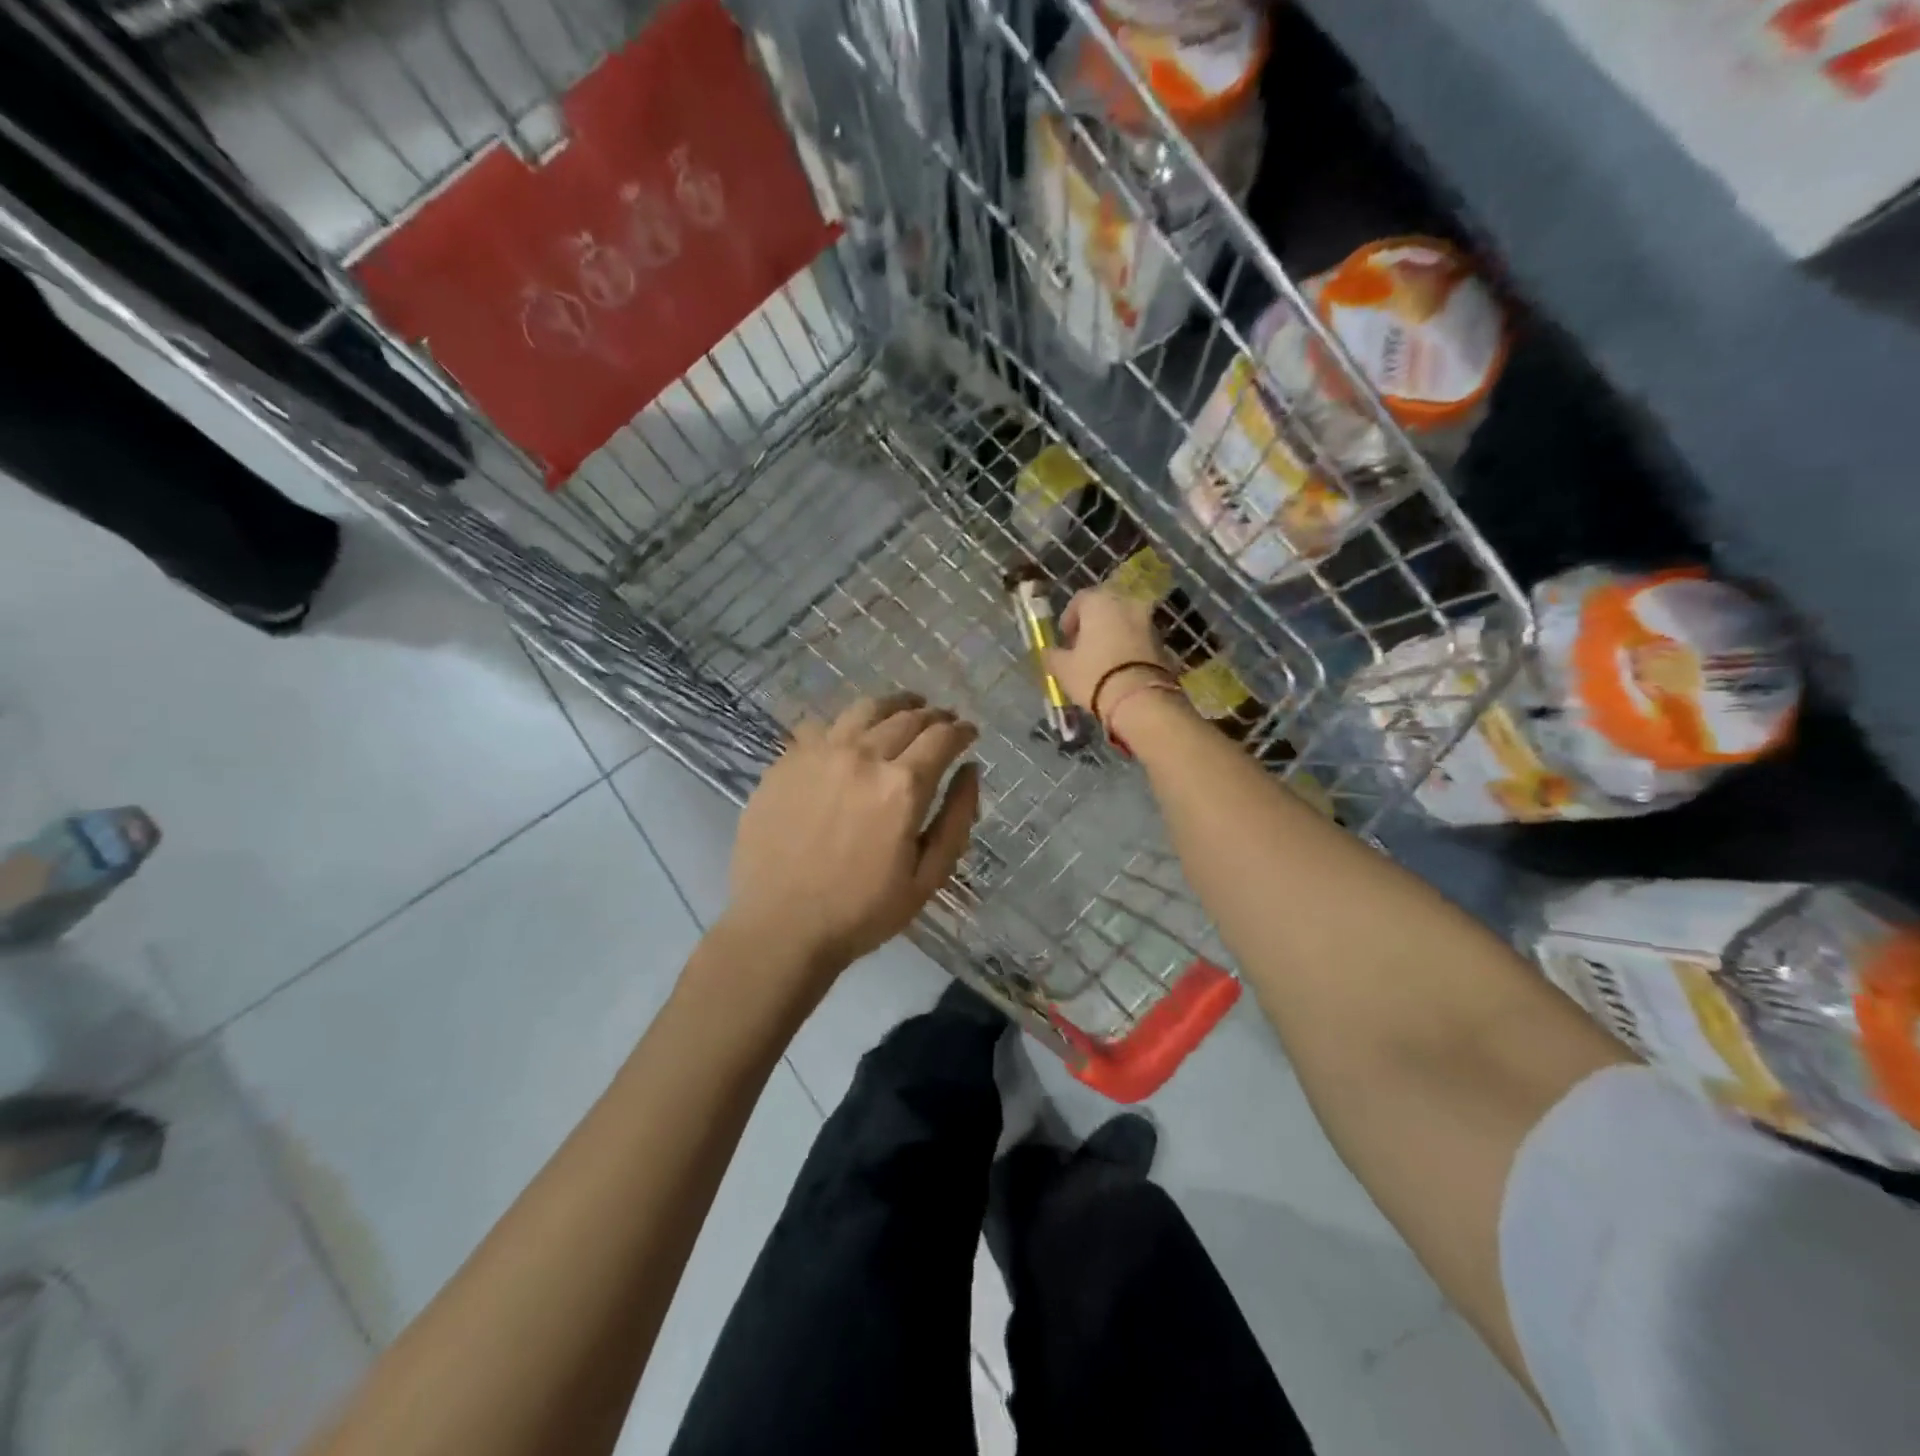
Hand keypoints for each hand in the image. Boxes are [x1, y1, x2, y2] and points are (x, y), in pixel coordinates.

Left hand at [723, 693, 980, 980]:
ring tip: (904, 709)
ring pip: (864, 709)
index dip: (961, 730)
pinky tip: (851, 735)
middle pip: (907, 717)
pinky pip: (821, 726)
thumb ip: (957, 818)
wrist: (781, 927)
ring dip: (893, 705)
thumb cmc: (863, 911)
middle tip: (942, 721)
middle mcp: (863, 757)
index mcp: (902, 786)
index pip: (942, 737)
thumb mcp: (928, 877)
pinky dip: (846, 724)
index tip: (969, 732)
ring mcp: (819, 754)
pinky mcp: (786, 762)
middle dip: (933, 716)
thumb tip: (971, 770)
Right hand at [1046, 586, 1174, 717]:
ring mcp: (1147, 621)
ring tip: (1101, 660)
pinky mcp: (1162, 642)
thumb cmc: (1094, 675)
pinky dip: (1128, 647)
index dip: (1069, 618)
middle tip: (1082, 647)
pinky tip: (1119, 668)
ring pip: (1124, 622)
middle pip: (1105, 609)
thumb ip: (1053, 656)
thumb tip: (1049, 652)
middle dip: (1093, 625)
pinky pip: (1138, 639)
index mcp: (1099, 602)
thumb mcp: (1063, 668)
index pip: (1080, 600)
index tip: (1065, 638)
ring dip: (1112, 635)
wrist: (1140, 698)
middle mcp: (1126, 603)